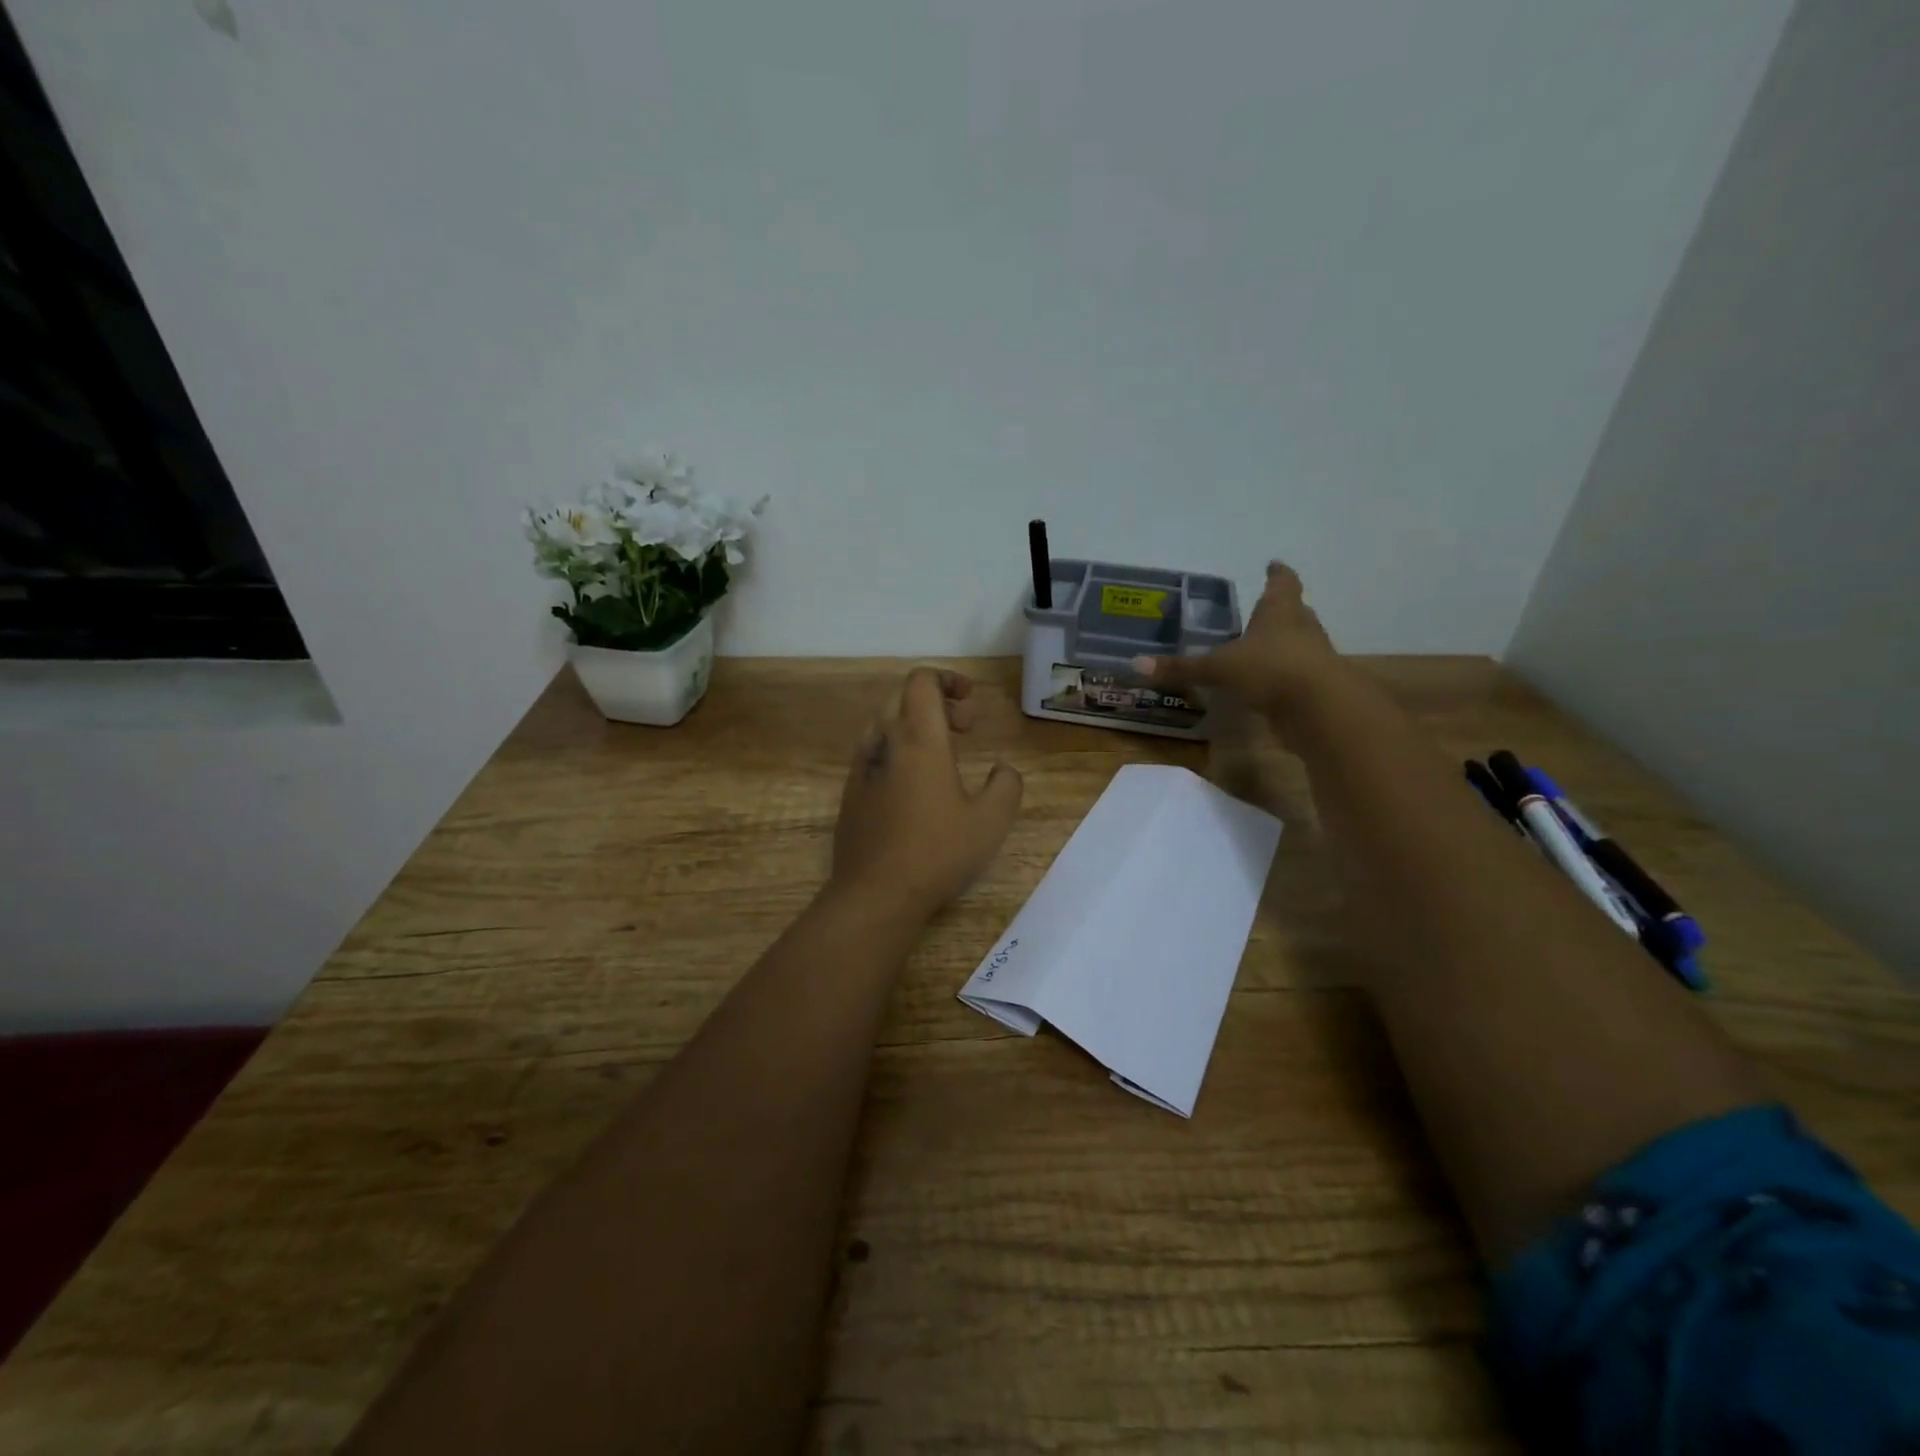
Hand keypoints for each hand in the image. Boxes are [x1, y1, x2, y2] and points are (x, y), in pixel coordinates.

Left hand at [829, 667, 1023, 919]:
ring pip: (884, 723)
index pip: (921, 682)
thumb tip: (1002, 768)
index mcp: (919, 739)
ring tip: (943, 754)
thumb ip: (1006, 785)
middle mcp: (884, 742)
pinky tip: (916, 784)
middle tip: (965, 727)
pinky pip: (874, 751)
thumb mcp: (991, 821)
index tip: (970, 699)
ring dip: (915, 724)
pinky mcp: (850, 792)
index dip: (946, 679)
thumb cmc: (937, 852)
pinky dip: (898, 749)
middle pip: (902, 697)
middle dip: (935, 701)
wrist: (875, 893)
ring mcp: (861, 767)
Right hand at [1136, 561, 1345, 730]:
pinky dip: (1283, 675)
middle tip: (1264, 609)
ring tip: (1261, 648)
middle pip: (1294, 612)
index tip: (1274, 565)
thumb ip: (1181, 668)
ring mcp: (1313, 657)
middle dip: (1280, 610)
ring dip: (1283, 644)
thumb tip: (1136, 665)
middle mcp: (1301, 628)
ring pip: (1298, 643)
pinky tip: (1267, 683)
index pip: (1282, 583)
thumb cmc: (1270, 669)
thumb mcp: (1219, 668)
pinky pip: (1297, 675)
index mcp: (1280, 611)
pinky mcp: (1316, 687)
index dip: (1277, 574)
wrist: (1319, 708)